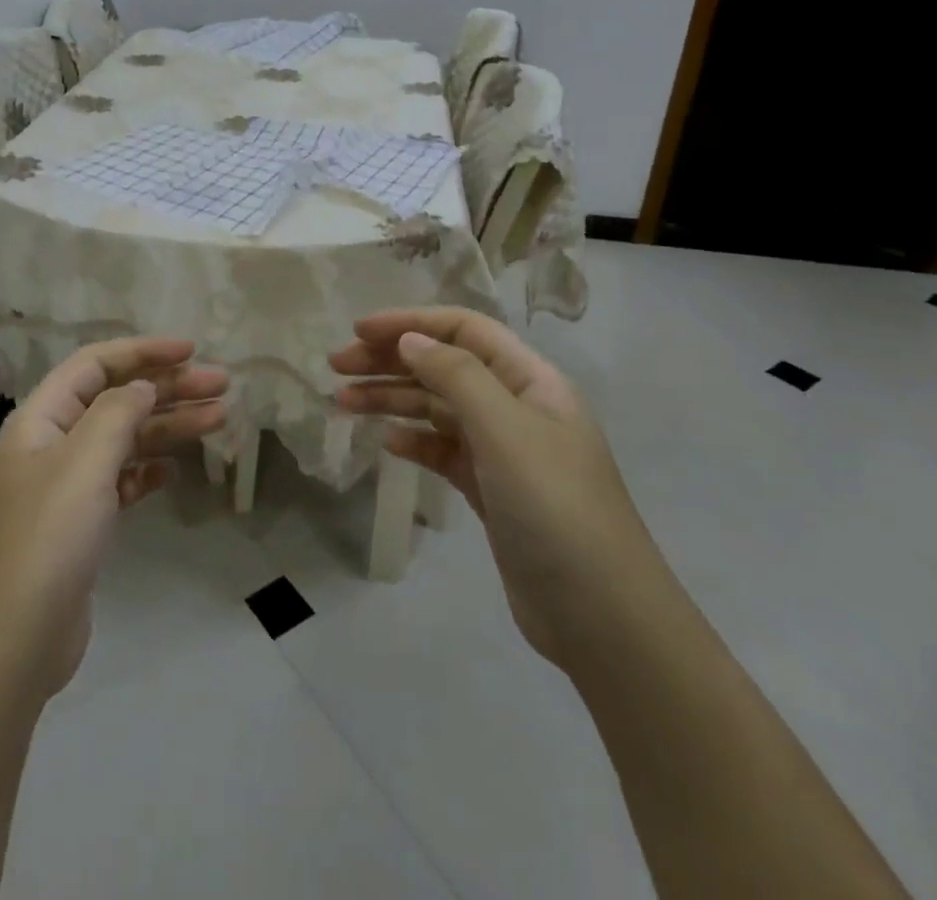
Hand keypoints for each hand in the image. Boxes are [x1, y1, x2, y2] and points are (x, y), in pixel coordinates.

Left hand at [0, 339, 226, 700]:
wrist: (14, 640)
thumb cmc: (49, 536)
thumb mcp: (85, 460)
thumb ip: (118, 411)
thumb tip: (143, 386)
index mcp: (43, 417)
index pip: (96, 364)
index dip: (143, 352)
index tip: (191, 351)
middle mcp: (54, 442)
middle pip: (117, 398)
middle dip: (168, 387)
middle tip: (222, 385)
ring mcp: (68, 485)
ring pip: (126, 438)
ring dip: (170, 425)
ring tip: (220, 417)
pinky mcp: (83, 523)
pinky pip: (123, 479)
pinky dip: (150, 468)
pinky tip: (176, 468)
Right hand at [331, 308, 660, 669]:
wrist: (599, 614)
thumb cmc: (553, 505)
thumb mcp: (504, 429)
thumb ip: (455, 375)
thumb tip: (410, 340)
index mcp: (530, 379)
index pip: (464, 329)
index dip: (410, 322)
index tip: (358, 331)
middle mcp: (516, 406)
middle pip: (444, 365)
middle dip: (390, 360)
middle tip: (336, 367)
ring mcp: (503, 450)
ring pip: (437, 408)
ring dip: (391, 399)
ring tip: (342, 403)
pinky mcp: (490, 490)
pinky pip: (443, 450)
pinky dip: (413, 440)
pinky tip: (386, 442)